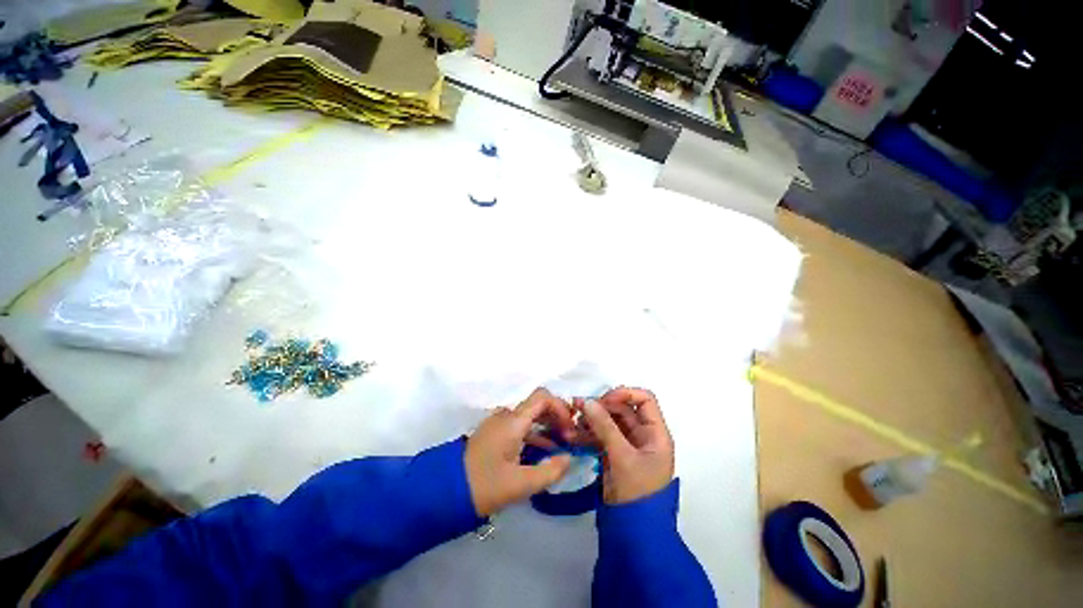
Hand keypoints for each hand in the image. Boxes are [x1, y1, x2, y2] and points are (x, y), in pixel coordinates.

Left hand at [465, 388, 573, 516]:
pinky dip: (532, 438)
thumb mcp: (525, 483)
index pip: (543, 398)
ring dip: (545, 431)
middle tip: (570, 441)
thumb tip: (568, 458)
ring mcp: (494, 428)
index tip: (571, 431)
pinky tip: (541, 457)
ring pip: (526, 420)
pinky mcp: (489, 440)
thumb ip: (553, 470)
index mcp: (511, 423)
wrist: (446, 492)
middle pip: (535, 407)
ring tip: (559, 452)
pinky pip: (516, 430)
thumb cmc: (487, 485)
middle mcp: (502, 419)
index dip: (562, 409)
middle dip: (556, 420)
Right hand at [577, 387, 673, 504]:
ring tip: (571, 425)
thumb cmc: (637, 489)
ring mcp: (629, 448)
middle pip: (625, 411)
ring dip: (592, 422)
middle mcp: (645, 437)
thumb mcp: (623, 458)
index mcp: (656, 433)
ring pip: (611, 425)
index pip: (644, 400)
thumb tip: (587, 402)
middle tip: (577, 410)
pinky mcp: (615, 459)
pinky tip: (573, 436)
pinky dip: (590, 436)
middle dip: (602, 408)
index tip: (600, 400)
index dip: (624, 394)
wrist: (633, 524)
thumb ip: (605, 428)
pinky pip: (603, 440)